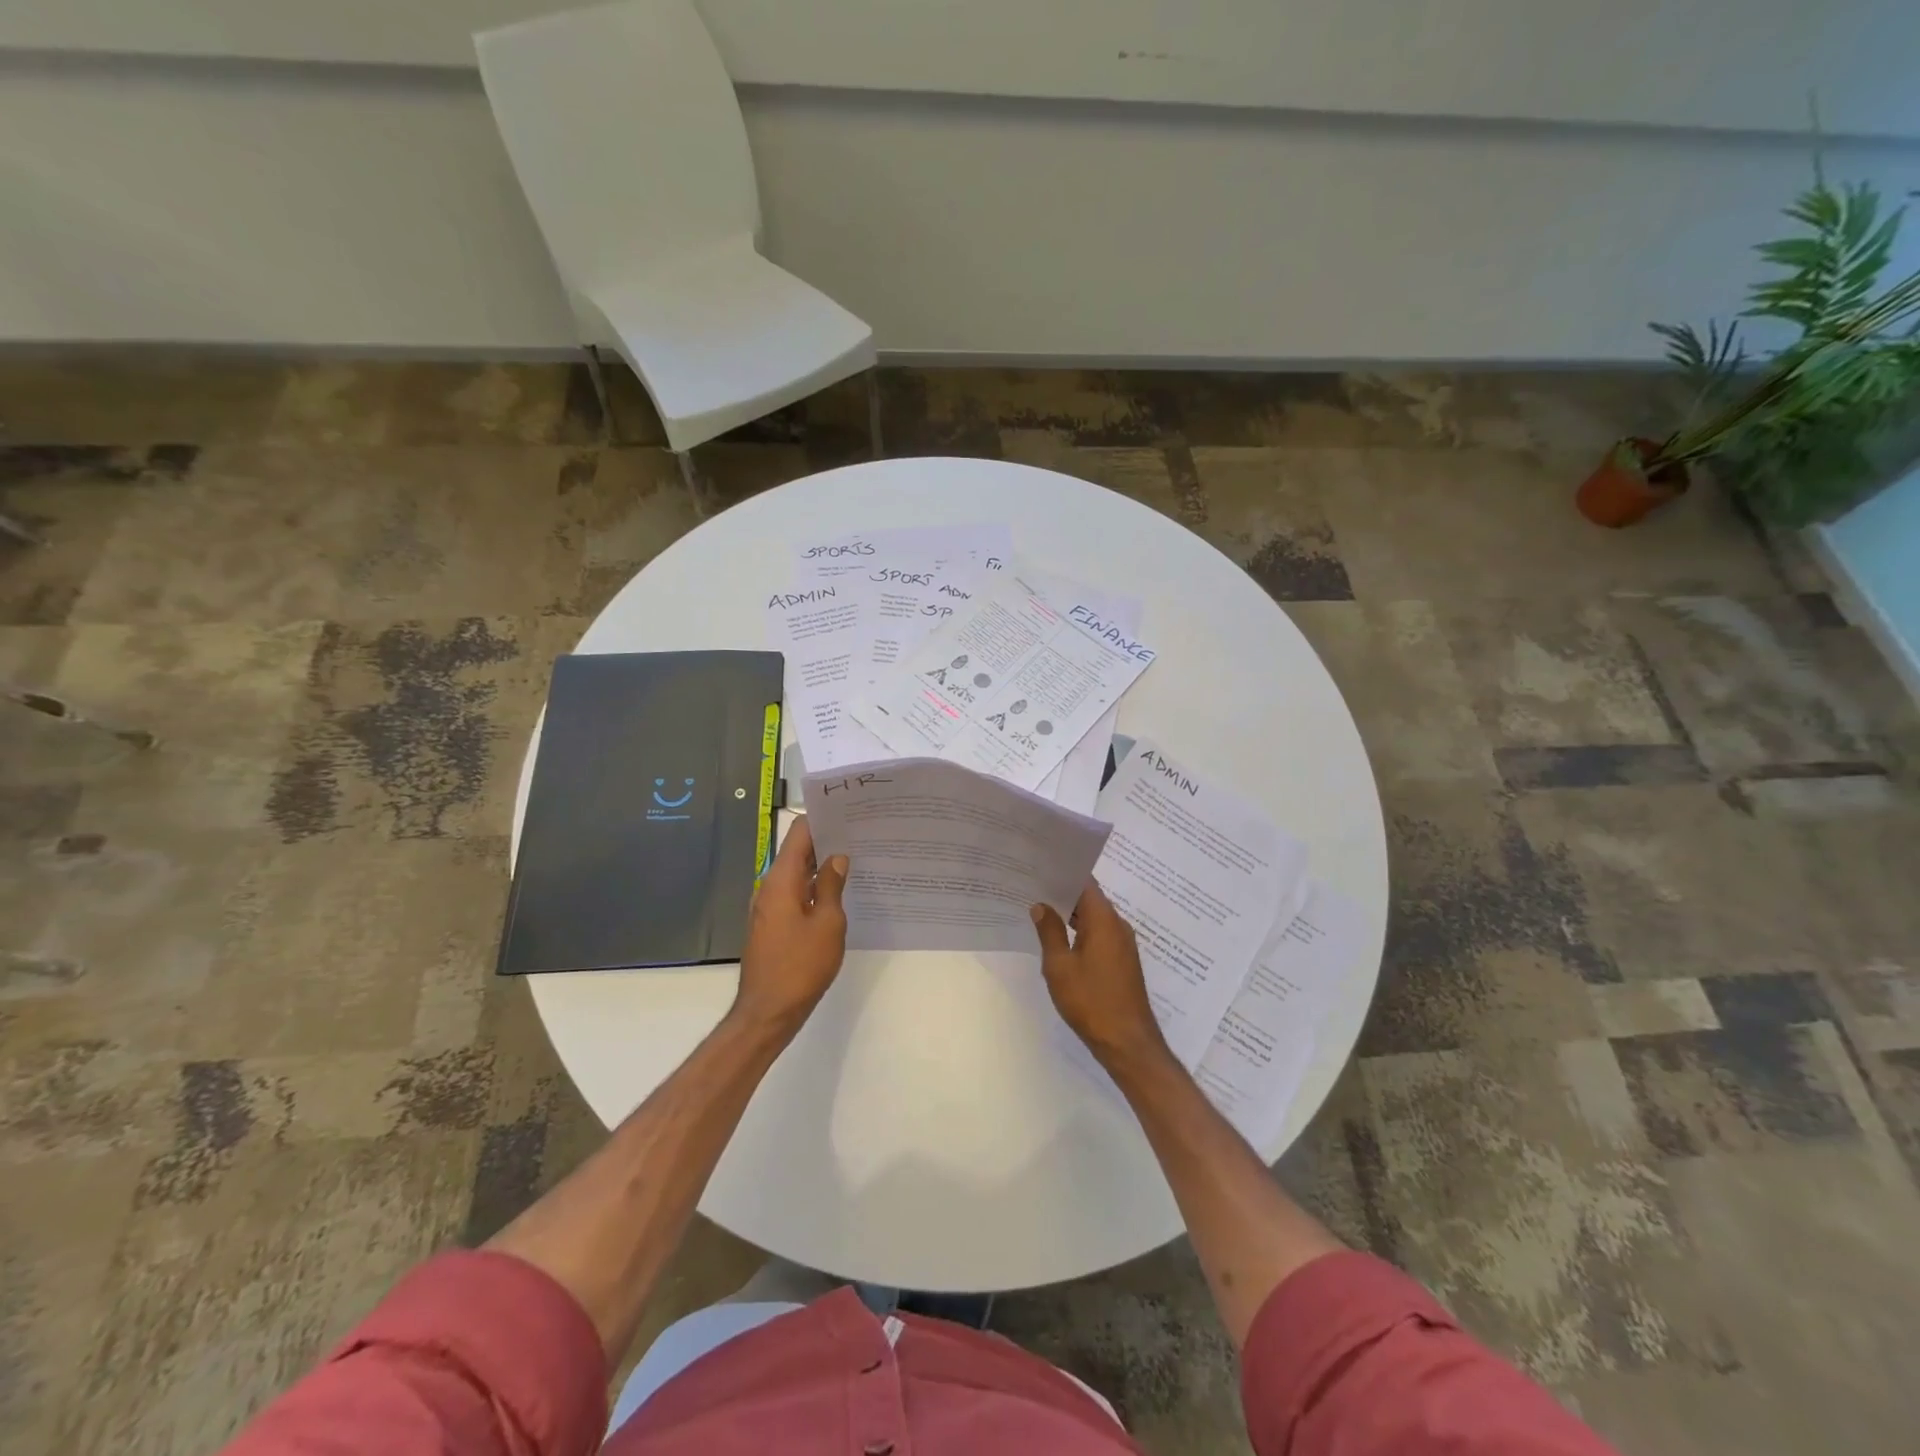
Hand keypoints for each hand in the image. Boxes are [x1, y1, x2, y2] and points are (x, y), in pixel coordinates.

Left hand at [732, 816, 849, 1035]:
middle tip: (861, 836)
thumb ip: (833, 887)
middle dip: (826, 841)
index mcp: (781, 880)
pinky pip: (794, 894)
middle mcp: (769, 887)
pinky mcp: (772, 924)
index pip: (799, 833)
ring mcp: (768, 907)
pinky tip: (838, 894)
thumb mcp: (828, 924)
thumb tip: (837, 859)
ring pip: (797, 874)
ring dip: (821, 867)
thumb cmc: (801, 966)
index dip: (822, 820)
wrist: (768, 1011)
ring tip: (856, 860)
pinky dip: (814, 888)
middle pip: (797, 852)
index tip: (849, 814)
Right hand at [1031, 882, 1170, 1071]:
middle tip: (1032, 887)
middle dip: (1063, 893)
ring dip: (1071, 915)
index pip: (1085, 882)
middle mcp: (1118, 925)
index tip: (1039, 867)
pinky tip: (1060, 939)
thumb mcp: (1060, 966)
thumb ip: (1050, 931)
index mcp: (1104, 920)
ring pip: (1094, 918)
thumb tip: (1041, 905)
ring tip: (1040, 910)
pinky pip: (1099, 935)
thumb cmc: (1091, 1000)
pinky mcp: (1122, 961)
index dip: (1063, 873)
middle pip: (1090, 899)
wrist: (1127, 1042)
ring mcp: (1122, 944)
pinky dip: (1080, 932)